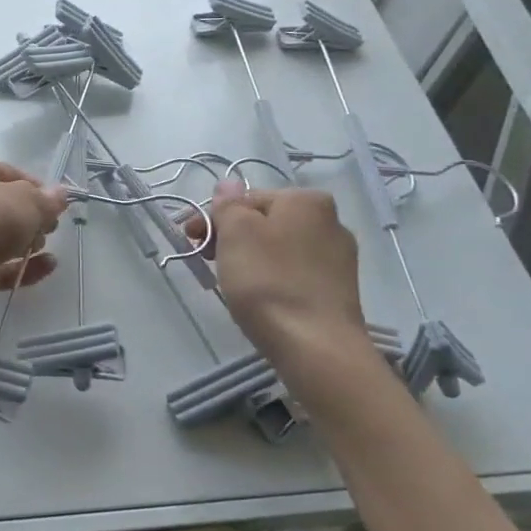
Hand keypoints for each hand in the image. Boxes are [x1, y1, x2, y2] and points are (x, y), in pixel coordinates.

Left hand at [0, 152, 68, 316]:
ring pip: (3, 237)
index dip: (38, 190)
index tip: (57, 207)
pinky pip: (0, 265)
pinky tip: (48, 268)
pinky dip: (23, 267)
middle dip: (32, 218)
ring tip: (41, 248)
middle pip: (8, 207)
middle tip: (48, 228)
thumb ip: (47, 200)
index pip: (14, 175)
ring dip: (28, 243)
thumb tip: (59, 194)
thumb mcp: (26, 201)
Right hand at [186, 182, 369, 365]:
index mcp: (306, 200)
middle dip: (232, 237)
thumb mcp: (236, 232)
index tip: (191, 240)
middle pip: (265, 222)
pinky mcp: (339, 290)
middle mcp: (330, 221)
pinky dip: (273, 278)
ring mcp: (338, 258)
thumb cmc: (268, 281)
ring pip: (279, 248)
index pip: (246, 199)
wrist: (315, 346)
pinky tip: (262, 298)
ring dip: (251, 258)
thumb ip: (228, 203)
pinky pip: (295, 272)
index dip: (214, 218)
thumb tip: (228, 184)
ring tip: (232, 283)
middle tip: (207, 262)